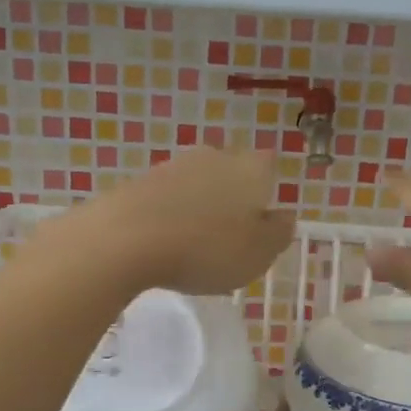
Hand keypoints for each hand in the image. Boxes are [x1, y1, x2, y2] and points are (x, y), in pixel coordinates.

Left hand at [59, 148, 294, 295]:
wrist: (126, 239)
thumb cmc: (206, 249)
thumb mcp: (258, 253)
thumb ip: (278, 233)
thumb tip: (284, 216)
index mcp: (250, 169)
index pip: (269, 166)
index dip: (267, 191)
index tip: (261, 221)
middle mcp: (213, 156)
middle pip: (231, 171)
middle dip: (231, 198)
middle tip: (228, 236)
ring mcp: (172, 165)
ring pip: (196, 183)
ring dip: (198, 207)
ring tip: (193, 244)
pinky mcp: (138, 182)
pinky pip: (165, 198)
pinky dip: (169, 216)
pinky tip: (163, 242)